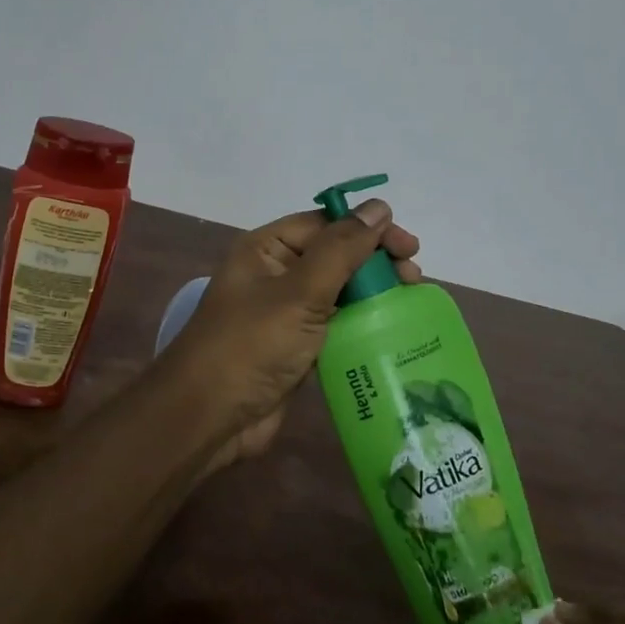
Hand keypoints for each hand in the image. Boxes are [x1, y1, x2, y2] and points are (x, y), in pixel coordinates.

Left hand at [158, 198, 420, 469]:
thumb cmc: (251, 345)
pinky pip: (335, 325)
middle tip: (414, 278)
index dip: (368, 229)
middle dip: (375, 261)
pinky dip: (362, 324)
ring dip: (372, 292)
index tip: (408, 247)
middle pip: (335, 255)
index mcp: (267, 249)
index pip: (325, 224)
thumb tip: (379, 207)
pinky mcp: (296, 347)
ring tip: (410, 301)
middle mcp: (275, 274)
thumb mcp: (299, 292)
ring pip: (338, 291)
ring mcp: (285, 312)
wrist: (210, 417)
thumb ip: (342, 249)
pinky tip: (391, 330)